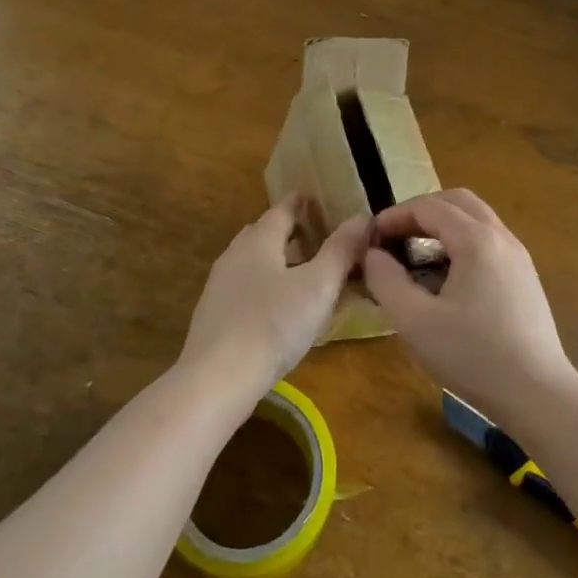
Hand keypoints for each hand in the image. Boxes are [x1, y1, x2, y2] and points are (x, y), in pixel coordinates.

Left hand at [179, 196, 368, 395]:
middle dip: (288, 231)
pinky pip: (245, 288)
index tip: (314, 199)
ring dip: (276, 260)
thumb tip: (362, 217)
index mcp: (259, 240)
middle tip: (314, 235)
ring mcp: (220, 286)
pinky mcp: (214, 316)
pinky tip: (277, 308)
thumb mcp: (318, 286)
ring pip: (252, 262)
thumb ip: (341, 250)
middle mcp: (235, 255)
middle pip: (263, 233)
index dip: (300, 203)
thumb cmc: (274, 324)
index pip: (282, 210)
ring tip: (301, 272)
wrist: (217, 379)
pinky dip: (264, 286)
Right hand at [362, 189, 576, 423]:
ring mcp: (519, 257)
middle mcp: (502, 238)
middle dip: (421, 211)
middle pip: (457, 201)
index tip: (371, 237)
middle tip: (395, 237)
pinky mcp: (525, 278)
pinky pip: (489, 241)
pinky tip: (447, 278)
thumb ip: (386, 281)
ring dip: (443, 226)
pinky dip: (462, 242)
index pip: (429, 207)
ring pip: (476, 219)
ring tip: (417, 255)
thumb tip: (373, 255)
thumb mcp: (415, 322)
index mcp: (477, 240)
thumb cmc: (473, 356)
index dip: (395, 216)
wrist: (539, 396)